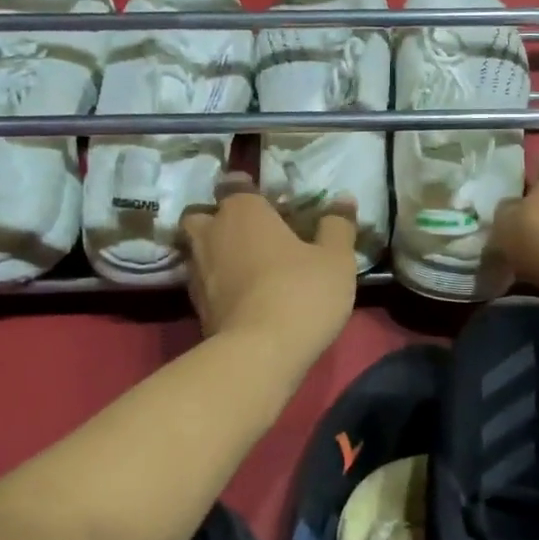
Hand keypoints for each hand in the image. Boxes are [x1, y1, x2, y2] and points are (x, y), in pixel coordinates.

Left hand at [181, 174, 358, 356]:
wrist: (259, 355)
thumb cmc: (301, 293)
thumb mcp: (336, 259)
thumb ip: (337, 225)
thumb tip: (343, 199)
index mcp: (243, 211)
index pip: (234, 184)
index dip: (247, 188)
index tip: (267, 200)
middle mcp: (212, 234)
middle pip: (203, 215)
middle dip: (219, 220)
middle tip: (250, 233)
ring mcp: (197, 272)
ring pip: (199, 250)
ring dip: (217, 253)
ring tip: (247, 266)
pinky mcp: (195, 307)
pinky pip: (204, 282)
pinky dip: (218, 284)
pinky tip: (243, 295)